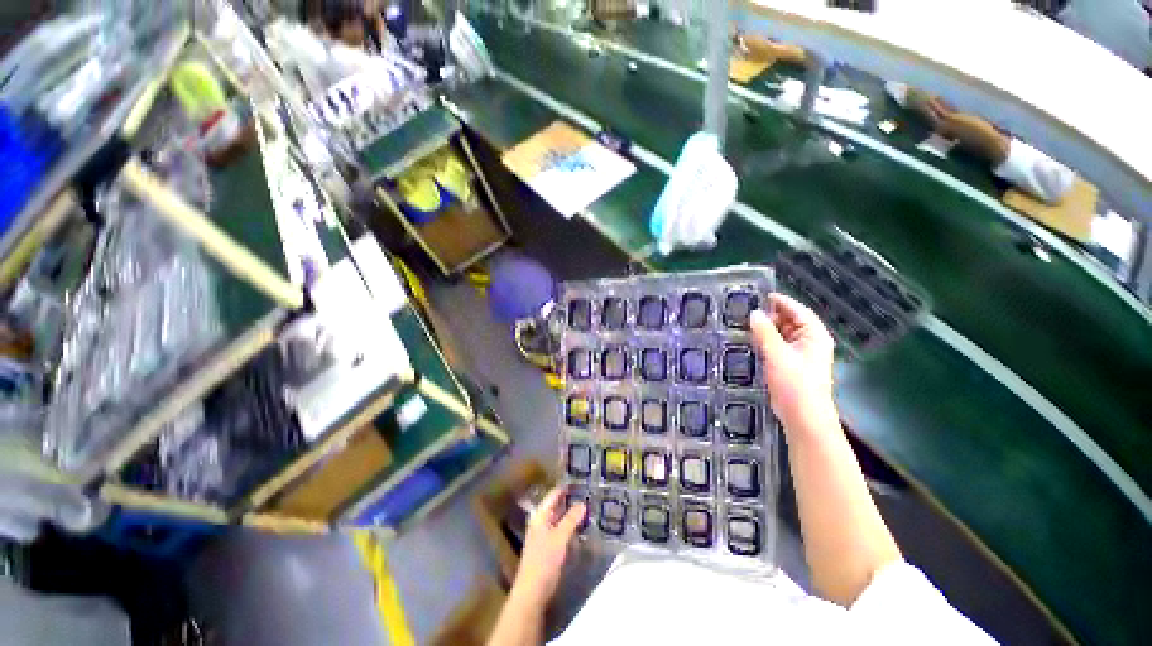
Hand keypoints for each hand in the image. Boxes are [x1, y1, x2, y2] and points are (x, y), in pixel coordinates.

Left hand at [512, 487, 585, 606]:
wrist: (533, 590)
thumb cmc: (544, 560)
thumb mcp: (560, 537)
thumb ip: (571, 519)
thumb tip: (583, 503)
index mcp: (540, 515)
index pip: (553, 495)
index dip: (566, 488)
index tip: (581, 480)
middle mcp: (541, 521)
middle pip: (557, 505)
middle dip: (571, 500)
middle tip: (589, 493)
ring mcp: (545, 534)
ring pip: (560, 518)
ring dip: (572, 513)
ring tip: (589, 506)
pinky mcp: (550, 546)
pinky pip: (562, 529)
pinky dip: (571, 526)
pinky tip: (582, 525)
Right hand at [750, 293, 836, 434]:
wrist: (803, 416)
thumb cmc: (795, 383)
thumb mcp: (777, 354)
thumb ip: (765, 332)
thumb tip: (754, 313)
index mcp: (814, 336)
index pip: (799, 311)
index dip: (782, 301)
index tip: (762, 295)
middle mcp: (810, 342)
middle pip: (790, 321)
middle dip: (771, 315)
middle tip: (747, 310)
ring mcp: (800, 355)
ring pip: (783, 334)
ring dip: (767, 329)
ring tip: (745, 323)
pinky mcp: (790, 366)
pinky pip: (778, 346)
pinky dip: (766, 341)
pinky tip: (752, 340)